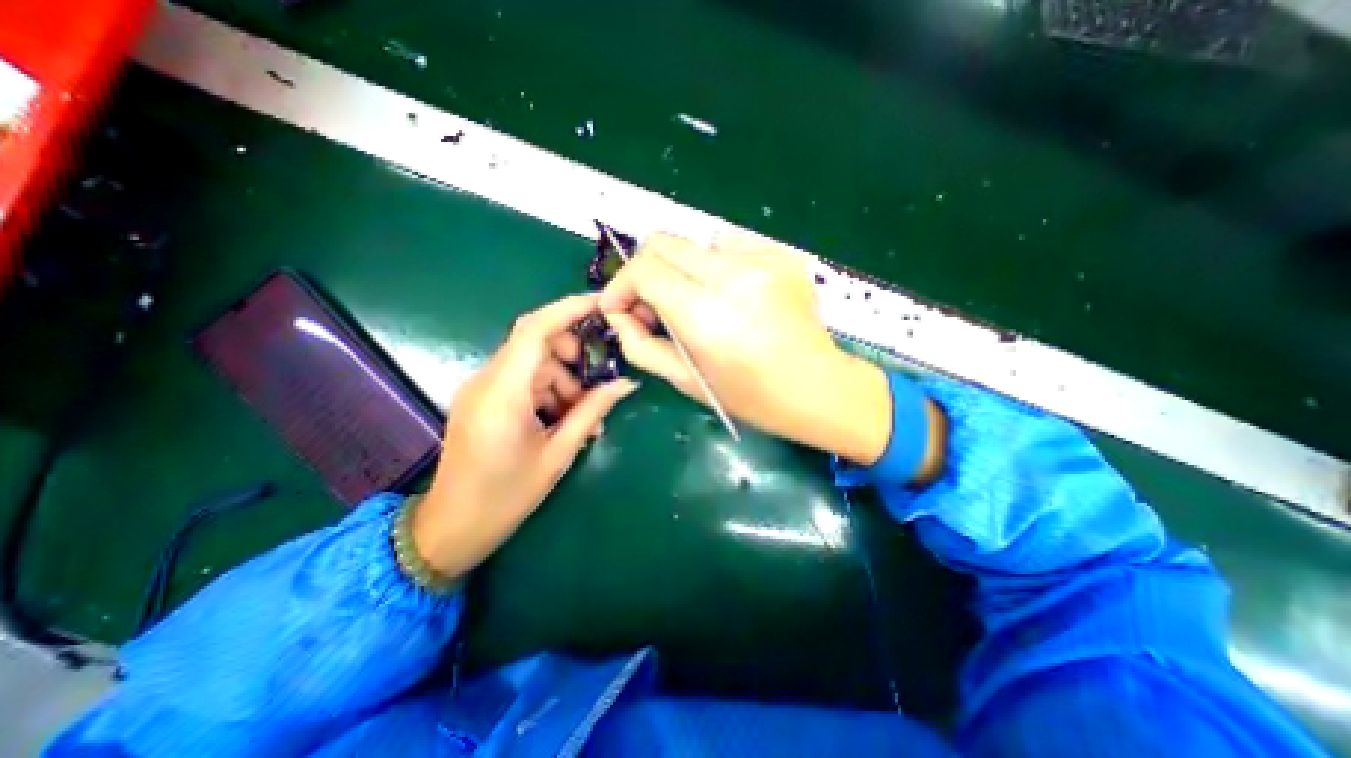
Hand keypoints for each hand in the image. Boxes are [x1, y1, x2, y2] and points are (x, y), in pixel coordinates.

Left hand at [413, 294, 640, 576]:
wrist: (451, 528)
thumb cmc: (505, 496)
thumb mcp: (557, 454)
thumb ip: (592, 412)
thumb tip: (627, 384)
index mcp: (503, 392)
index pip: (535, 329)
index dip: (569, 309)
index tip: (601, 304)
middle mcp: (487, 380)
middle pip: (536, 342)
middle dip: (573, 354)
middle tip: (597, 382)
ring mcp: (482, 388)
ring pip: (533, 363)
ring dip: (564, 380)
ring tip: (585, 417)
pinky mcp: (484, 399)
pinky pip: (523, 380)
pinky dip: (549, 391)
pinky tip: (564, 420)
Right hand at [597, 234, 893, 464]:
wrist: (817, 387)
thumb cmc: (750, 396)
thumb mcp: (686, 381)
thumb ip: (640, 345)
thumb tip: (618, 314)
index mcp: (706, 314)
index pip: (645, 269)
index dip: (622, 283)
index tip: (620, 305)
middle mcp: (734, 275)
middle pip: (664, 242)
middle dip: (646, 270)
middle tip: (652, 303)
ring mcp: (763, 258)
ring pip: (695, 240)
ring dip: (683, 267)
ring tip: (697, 300)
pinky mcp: (782, 253)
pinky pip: (730, 242)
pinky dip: (717, 262)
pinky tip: (730, 292)